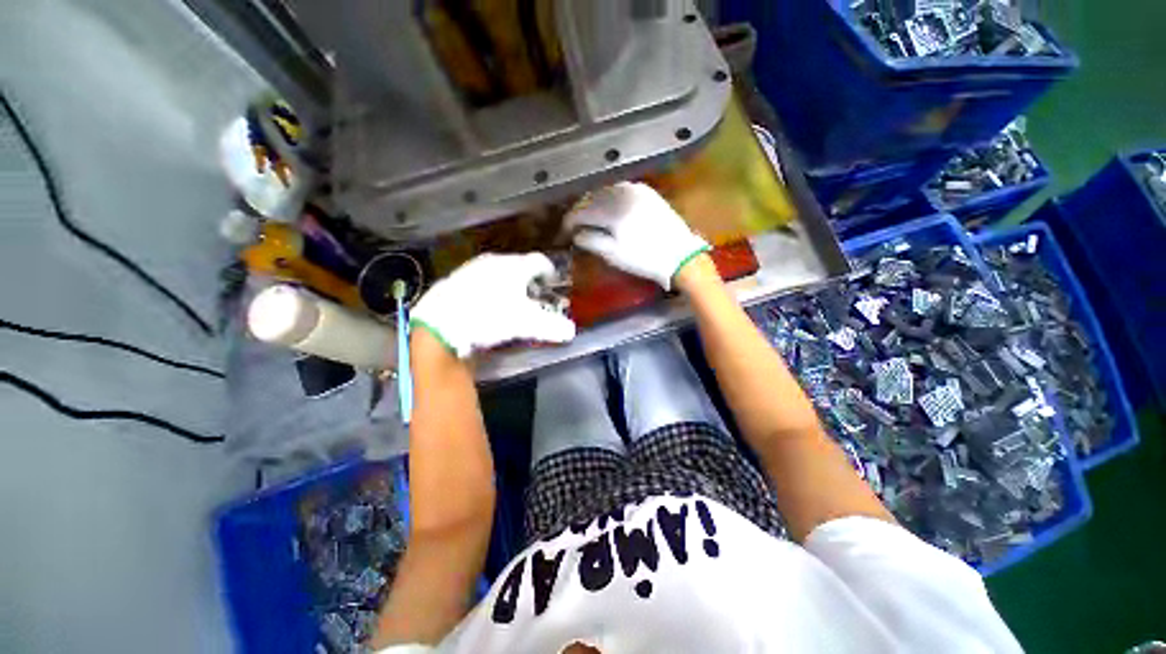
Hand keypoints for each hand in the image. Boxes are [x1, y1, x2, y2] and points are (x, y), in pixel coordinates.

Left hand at [410, 253, 575, 358]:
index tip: (553, 281)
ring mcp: (472, 268)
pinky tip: (485, 304)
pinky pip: (480, 279)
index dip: (549, 271)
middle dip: (529, 279)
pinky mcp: (455, 279)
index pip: (539, 261)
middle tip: (534, 295)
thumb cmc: (490, 316)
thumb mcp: (525, 324)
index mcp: (514, 266)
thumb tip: (571, 331)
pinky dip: (489, 288)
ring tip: (510, 301)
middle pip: (519, 265)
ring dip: (508, 283)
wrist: (440, 323)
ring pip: (498, 271)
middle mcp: (494, 261)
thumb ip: (551, 326)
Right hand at [566, 182, 708, 289]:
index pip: (581, 211)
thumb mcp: (613, 254)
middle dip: (580, 211)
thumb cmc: (644, 258)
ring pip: (605, 192)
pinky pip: (620, 190)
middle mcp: (622, 192)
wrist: (680, 256)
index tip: (563, 233)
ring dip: (594, 204)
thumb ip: (590, 241)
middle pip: (592, 198)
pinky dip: (609, 199)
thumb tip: (576, 234)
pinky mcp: (647, 192)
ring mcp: (636, 189)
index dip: (569, 222)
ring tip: (588, 218)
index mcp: (612, 209)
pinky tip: (608, 210)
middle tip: (573, 226)